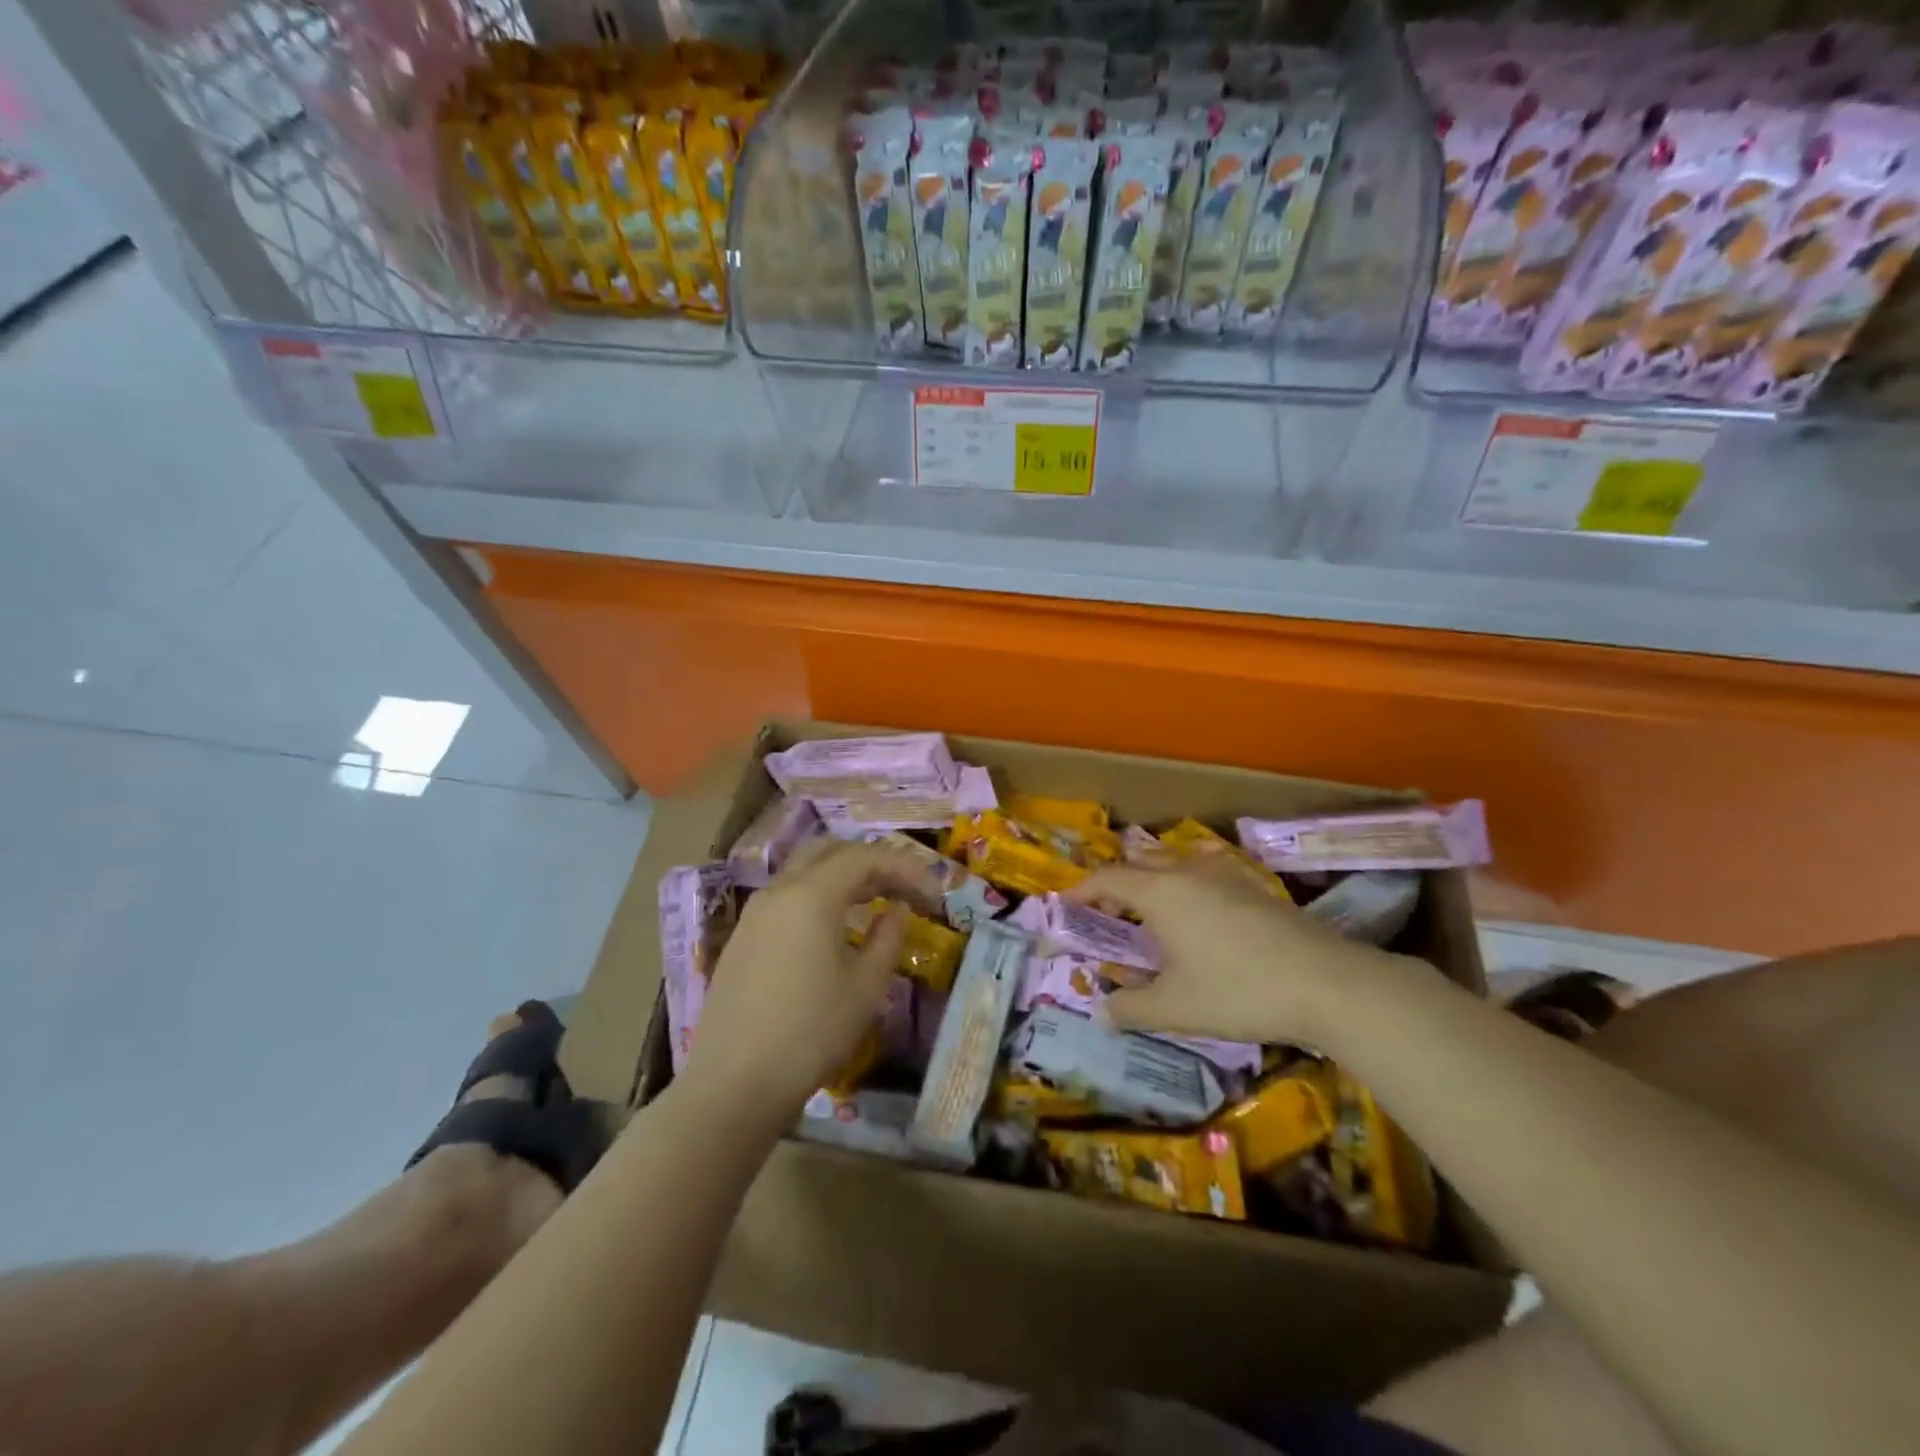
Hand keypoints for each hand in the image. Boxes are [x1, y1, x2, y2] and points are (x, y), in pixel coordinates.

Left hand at [681, 838, 942, 1118]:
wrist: (733, 1084)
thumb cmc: (811, 1032)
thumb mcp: (865, 987)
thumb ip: (888, 938)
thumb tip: (895, 910)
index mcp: (811, 895)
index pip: (865, 858)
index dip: (905, 868)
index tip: (934, 894)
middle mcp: (779, 890)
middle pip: (831, 852)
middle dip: (872, 861)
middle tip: (905, 888)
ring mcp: (755, 913)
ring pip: (805, 871)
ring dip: (844, 877)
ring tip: (877, 902)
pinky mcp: (743, 937)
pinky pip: (788, 896)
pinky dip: (820, 895)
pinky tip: (836, 927)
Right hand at [1070, 856, 1402, 1047]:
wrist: (1326, 982)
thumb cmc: (1238, 991)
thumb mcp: (1175, 1008)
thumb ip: (1131, 1008)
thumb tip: (1100, 1013)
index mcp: (1159, 893)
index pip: (1108, 879)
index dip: (1082, 891)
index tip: (1066, 906)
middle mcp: (1186, 872)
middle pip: (1139, 863)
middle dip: (1115, 884)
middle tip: (1106, 914)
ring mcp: (1224, 874)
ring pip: (1174, 860)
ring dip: (1152, 877)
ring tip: (1148, 906)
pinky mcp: (1253, 885)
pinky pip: (1205, 868)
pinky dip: (1186, 878)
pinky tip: (1200, 901)